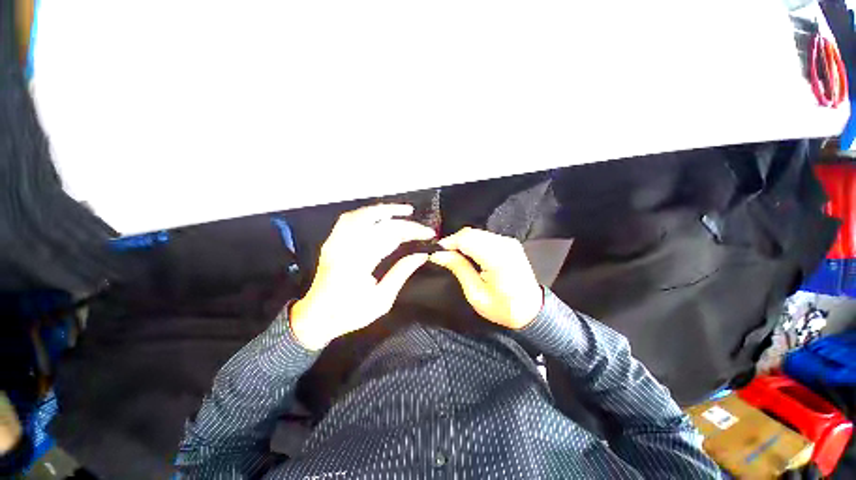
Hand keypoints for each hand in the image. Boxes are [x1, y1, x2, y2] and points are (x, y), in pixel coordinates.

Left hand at [290, 204, 435, 349]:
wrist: (316, 317)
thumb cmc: (350, 313)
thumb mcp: (381, 300)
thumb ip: (401, 273)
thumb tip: (421, 255)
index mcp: (359, 263)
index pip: (391, 236)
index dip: (412, 232)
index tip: (429, 234)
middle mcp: (346, 247)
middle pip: (379, 223)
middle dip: (404, 222)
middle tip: (421, 226)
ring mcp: (335, 242)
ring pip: (361, 215)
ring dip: (384, 210)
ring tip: (403, 211)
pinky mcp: (332, 242)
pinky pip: (349, 219)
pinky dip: (366, 213)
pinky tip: (378, 215)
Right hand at [430, 228, 542, 329]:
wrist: (532, 311)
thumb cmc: (503, 308)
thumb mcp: (476, 294)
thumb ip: (458, 268)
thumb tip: (438, 254)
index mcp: (497, 258)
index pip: (466, 239)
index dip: (448, 242)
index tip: (436, 252)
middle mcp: (505, 244)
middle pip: (470, 233)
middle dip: (453, 242)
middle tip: (443, 255)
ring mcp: (509, 241)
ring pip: (476, 233)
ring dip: (462, 242)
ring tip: (453, 255)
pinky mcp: (509, 242)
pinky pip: (484, 236)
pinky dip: (472, 242)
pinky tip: (467, 254)